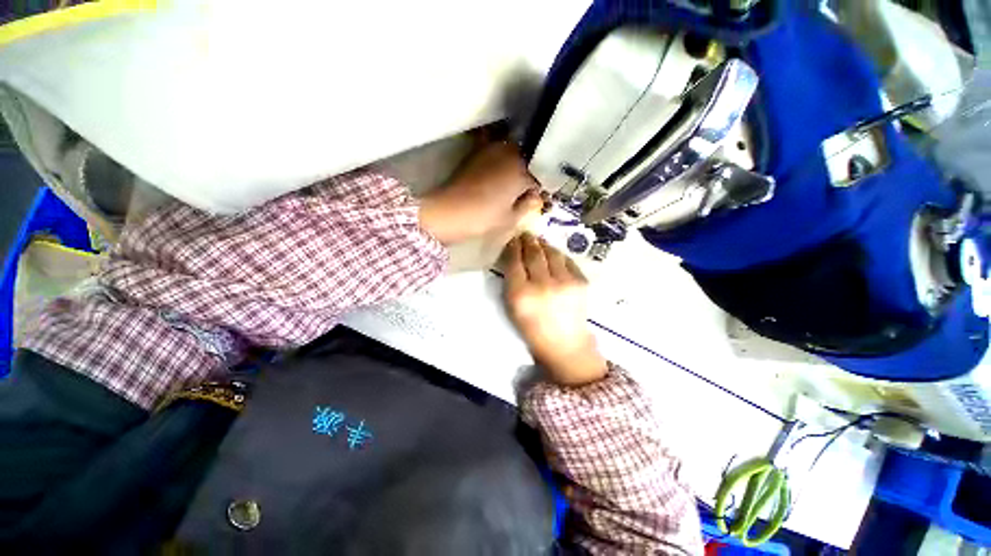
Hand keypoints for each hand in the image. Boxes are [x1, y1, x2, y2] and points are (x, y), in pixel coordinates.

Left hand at [419, 143, 543, 244]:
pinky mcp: (476, 154)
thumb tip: (535, 197)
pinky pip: (496, 156)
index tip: (535, 199)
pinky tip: (495, 181)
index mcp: (521, 169)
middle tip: (523, 192)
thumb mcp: (511, 218)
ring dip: (514, 167)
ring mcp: (490, 151)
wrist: (449, 212)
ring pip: (511, 155)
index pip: (540, 175)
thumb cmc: (484, 217)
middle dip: (528, 174)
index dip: (539, 188)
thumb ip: (528, 206)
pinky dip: (500, 165)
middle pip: (527, 160)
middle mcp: (508, 153)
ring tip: (510, 187)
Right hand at [501, 233, 607, 386]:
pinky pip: (567, 260)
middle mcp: (542, 285)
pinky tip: (553, 255)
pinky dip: (558, 255)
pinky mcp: (581, 281)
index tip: (512, 238)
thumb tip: (515, 256)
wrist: (565, 344)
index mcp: (521, 294)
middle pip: (533, 253)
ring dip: (543, 244)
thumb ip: (511, 281)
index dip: (512, 246)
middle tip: (525, 233)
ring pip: (552, 252)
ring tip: (539, 241)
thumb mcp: (512, 308)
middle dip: (528, 240)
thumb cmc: (533, 329)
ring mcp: (565, 282)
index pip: (514, 261)